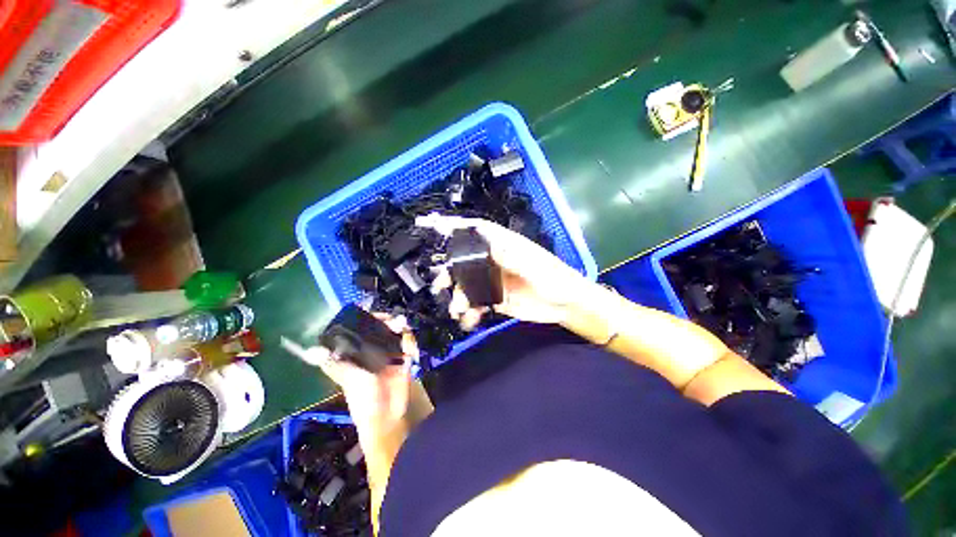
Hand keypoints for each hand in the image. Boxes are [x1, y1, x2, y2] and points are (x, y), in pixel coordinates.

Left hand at [303, 315, 418, 427]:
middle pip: (382, 328)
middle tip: (397, 322)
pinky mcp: (403, 360)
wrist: (387, 417)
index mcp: (356, 353)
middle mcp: (373, 351)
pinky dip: (410, 343)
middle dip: (390, 322)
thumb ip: (334, 363)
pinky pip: (408, 346)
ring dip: (402, 330)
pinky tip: (411, 349)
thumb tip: (310, 351)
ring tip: (404, 329)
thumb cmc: (363, 399)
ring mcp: (389, 355)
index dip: (369, 319)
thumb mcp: (348, 378)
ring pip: (396, 334)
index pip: (361, 329)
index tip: (378, 315)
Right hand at [416, 213, 593, 327]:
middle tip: (439, 284)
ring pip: (468, 283)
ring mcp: (494, 280)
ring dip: (458, 295)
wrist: (566, 305)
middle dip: (449, 270)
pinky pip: (477, 302)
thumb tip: (484, 244)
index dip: (453, 225)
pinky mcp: (497, 298)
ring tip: (456, 309)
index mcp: (503, 246)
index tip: (429, 224)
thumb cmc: (554, 278)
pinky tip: (470, 319)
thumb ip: (508, 256)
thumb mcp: (532, 265)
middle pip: (465, 259)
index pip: (475, 230)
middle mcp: (495, 260)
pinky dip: (470, 311)